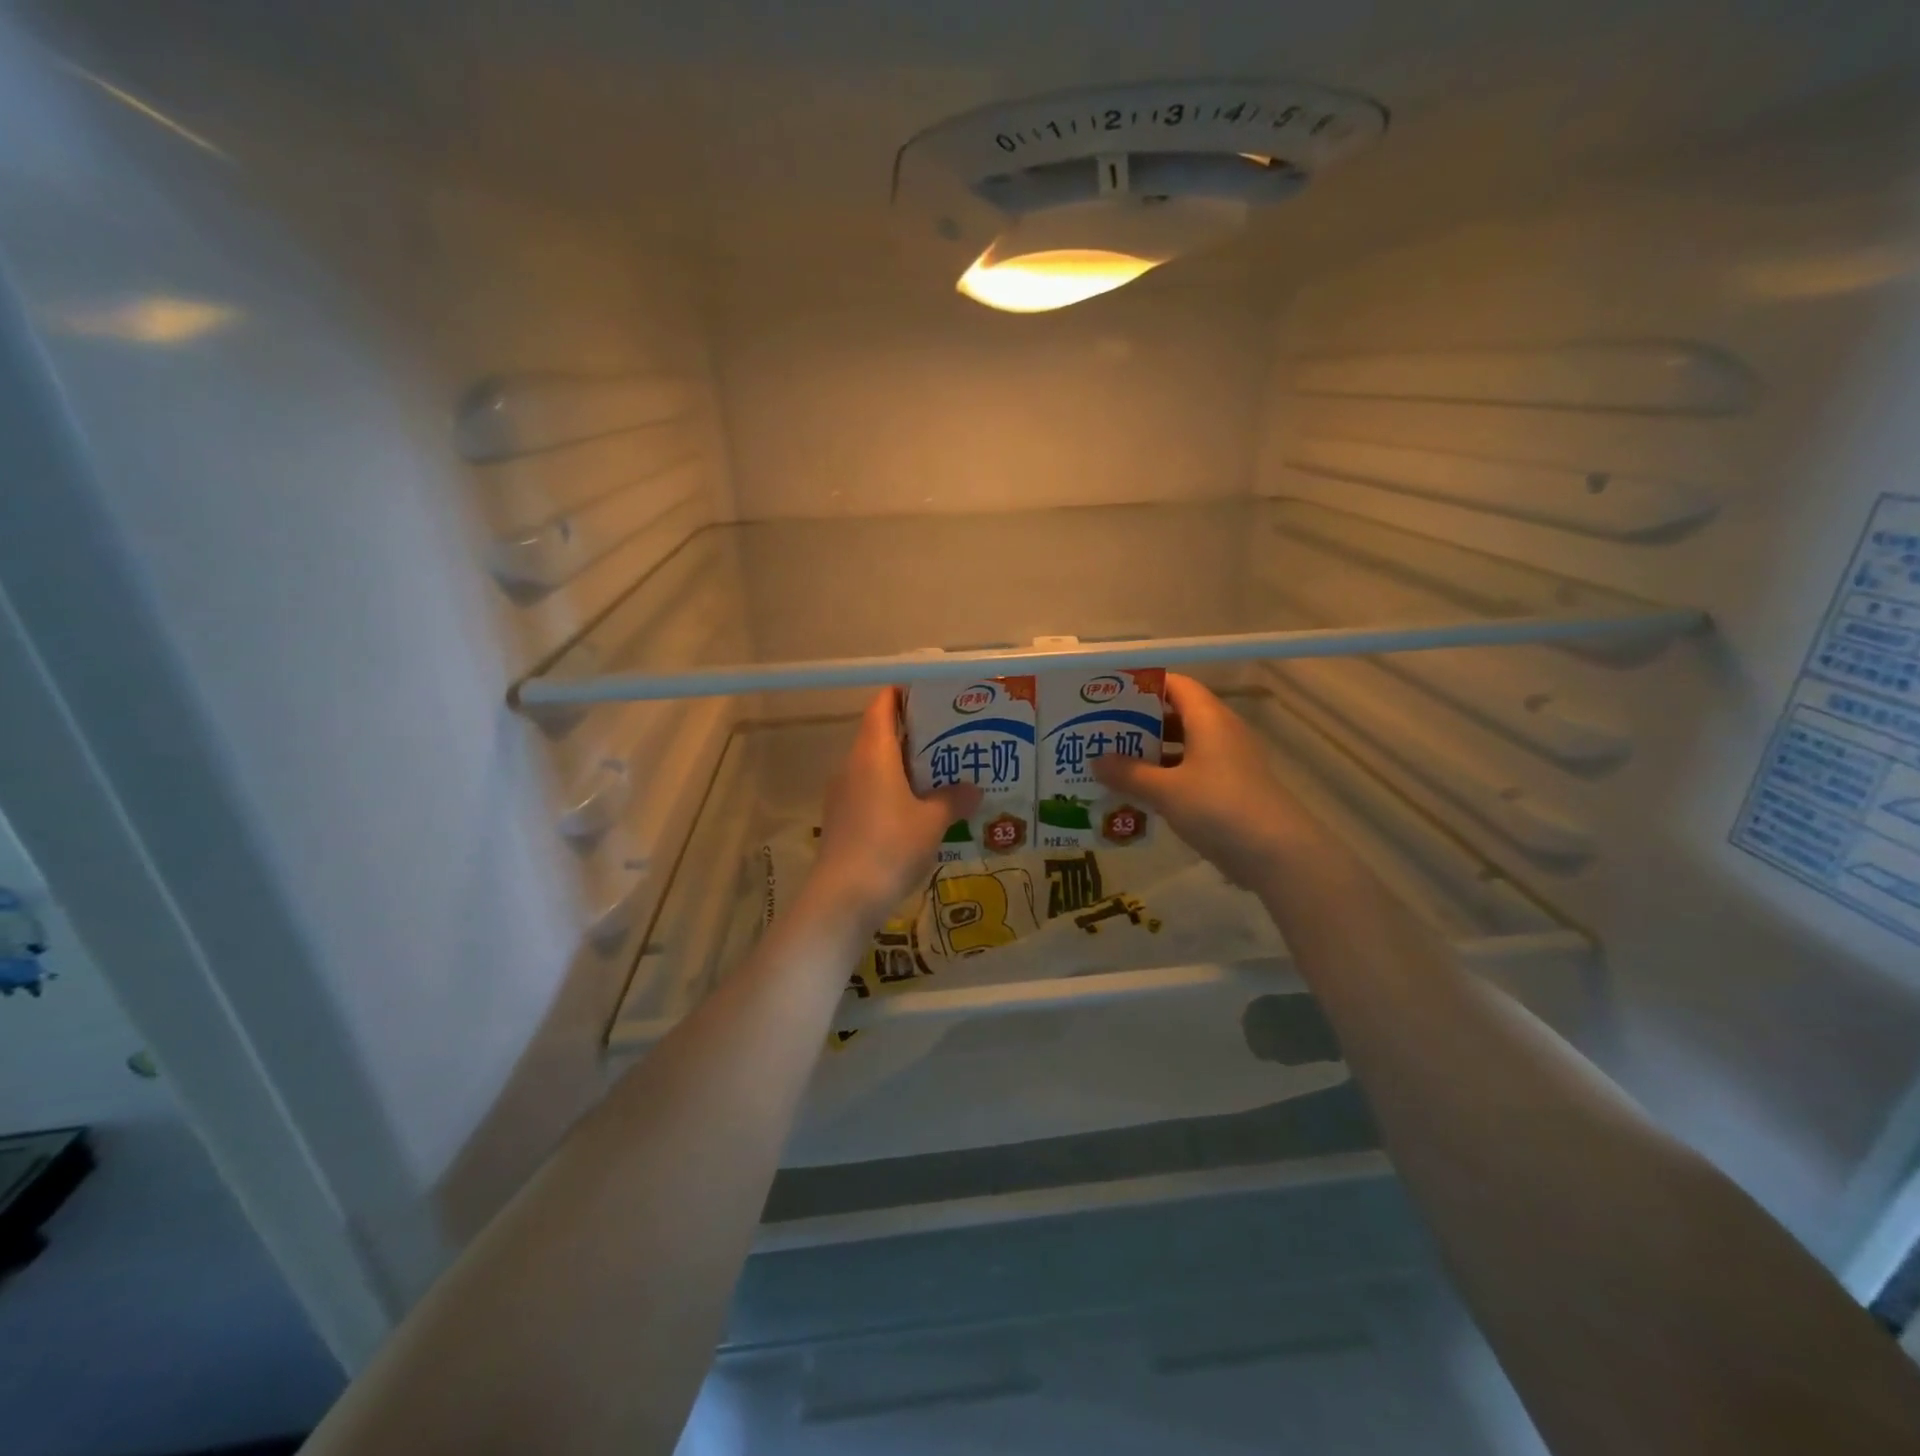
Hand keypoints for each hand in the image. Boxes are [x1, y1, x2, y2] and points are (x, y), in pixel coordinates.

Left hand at [808, 689, 980, 930]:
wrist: (843, 897)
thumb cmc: (890, 846)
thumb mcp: (932, 822)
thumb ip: (954, 799)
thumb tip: (974, 789)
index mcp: (873, 752)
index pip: (883, 705)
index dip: (905, 694)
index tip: (935, 698)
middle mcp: (853, 764)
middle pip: (881, 734)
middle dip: (916, 734)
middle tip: (953, 739)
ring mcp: (843, 793)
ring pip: (876, 765)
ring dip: (906, 765)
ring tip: (943, 774)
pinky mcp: (842, 818)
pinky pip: (871, 790)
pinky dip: (894, 790)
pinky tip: (919, 809)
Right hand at [1093, 673, 1319, 889]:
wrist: (1276, 853)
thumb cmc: (1218, 807)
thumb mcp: (1166, 790)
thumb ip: (1129, 773)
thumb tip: (1096, 760)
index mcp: (1208, 718)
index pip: (1175, 684)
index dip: (1143, 685)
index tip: (1108, 694)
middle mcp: (1220, 732)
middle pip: (1176, 714)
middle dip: (1139, 722)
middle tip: (1100, 731)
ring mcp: (1228, 762)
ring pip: (1182, 746)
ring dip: (1150, 753)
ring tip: (1112, 762)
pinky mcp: (1229, 789)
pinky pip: (1190, 771)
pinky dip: (1165, 776)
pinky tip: (1138, 793)